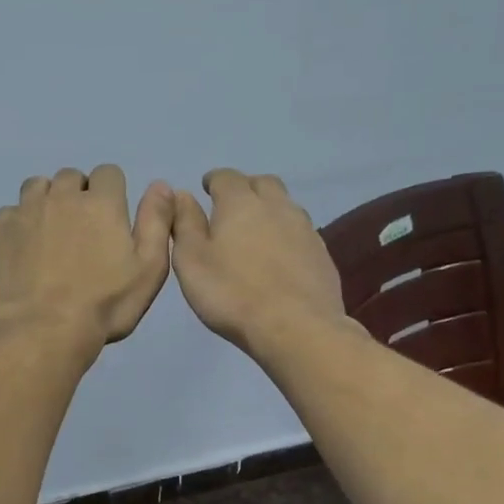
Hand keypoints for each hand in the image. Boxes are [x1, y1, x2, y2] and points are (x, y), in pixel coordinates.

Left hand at [0, 166, 175, 352]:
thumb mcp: (150, 268)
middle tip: (82, 230)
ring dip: (47, 200)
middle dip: (79, 194)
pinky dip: (20, 221)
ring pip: (38, 186)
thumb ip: (157, 222)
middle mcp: (62, 196)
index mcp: (102, 202)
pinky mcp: (1, 231)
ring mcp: (27, 211)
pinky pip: (11, 211)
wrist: (43, 329)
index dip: (112, 193)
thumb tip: (160, 185)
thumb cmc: (105, 304)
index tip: (111, 219)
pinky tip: (25, 245)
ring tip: (52, 231)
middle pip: (72, 177)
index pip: (109, 173)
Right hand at [170, 169, 348, 357]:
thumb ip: (185, 223)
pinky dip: (286, 234)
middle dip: (245, 188)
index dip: (214, 180)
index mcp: (240, 202)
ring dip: (269, 209)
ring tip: (255, 231)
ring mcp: (305, 229)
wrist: (296, 327)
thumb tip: (181, 194)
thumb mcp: (191, 259)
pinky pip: (300, 232)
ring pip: (285, 205)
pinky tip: (279, 256)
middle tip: (231, 207)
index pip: (226, 177)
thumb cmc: (232, 293)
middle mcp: (276, 206)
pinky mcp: (322, 253)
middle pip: (262, 183)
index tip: (206, 189)